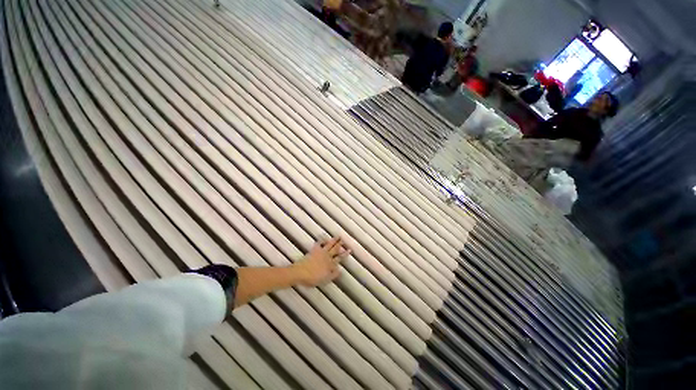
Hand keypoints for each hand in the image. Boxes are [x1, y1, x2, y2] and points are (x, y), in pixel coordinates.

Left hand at [293, 236, 350, 286]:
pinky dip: (322, 240)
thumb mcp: (325, 279)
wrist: (301, 272)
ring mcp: (321, 252)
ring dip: (334, 240)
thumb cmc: (313, 278)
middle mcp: (327, 257)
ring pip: (329, 245)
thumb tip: (340, 270)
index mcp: (330, 264)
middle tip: (344, 240)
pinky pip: (319, 243)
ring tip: (338, 236)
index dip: (344, 254)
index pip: (339, 258)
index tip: (349, 250)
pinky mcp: (314, 250)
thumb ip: (333, 274)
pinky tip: (325, 237)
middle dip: (340, 245)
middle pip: (335, 250)